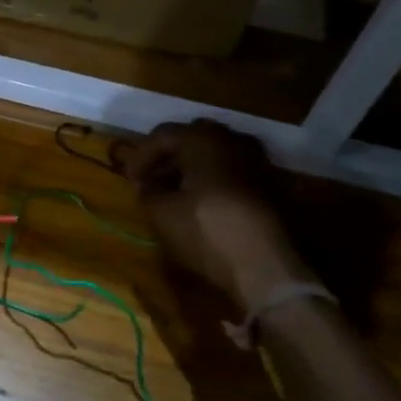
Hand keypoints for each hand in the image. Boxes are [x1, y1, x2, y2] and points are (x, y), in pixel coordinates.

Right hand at [119, 120, 311, 313]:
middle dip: (168, 159)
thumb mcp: (161, 213)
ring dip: (191, 171)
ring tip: (174, 195)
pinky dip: (212, 182)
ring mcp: (256, 161)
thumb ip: (147, 191)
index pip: (163, 135)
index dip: (141, 156)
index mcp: (203, 138)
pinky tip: (201, 204)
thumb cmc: (206, 230)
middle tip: (151, 182)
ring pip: (214, 156)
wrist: (266, 265)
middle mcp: (233, 140)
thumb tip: (146, 183)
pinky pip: (231, 173)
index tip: (129, 180)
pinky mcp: (270, 185)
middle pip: (191, 140)